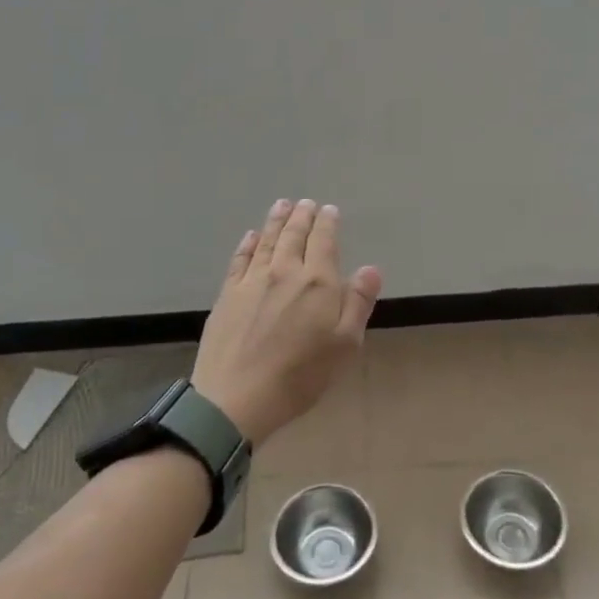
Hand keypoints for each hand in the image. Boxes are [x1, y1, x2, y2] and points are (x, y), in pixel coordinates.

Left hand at [190, 199, 382, 447]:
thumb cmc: (301, 375)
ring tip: (282, 205)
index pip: (324, 241)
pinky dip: (248, 243)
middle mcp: (284, 271)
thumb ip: (358, 303)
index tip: (329, 210)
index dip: (328, 223)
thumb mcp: (345, 344)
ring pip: (268, 240)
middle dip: (302, 216)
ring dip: (277, 220)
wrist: (237, 396)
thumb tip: (371, 268)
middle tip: (306, 202)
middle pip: (294, 235)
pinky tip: (251, 236)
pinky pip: (240, 259)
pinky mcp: (228, 294)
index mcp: (318, 282)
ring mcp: (252, 280)